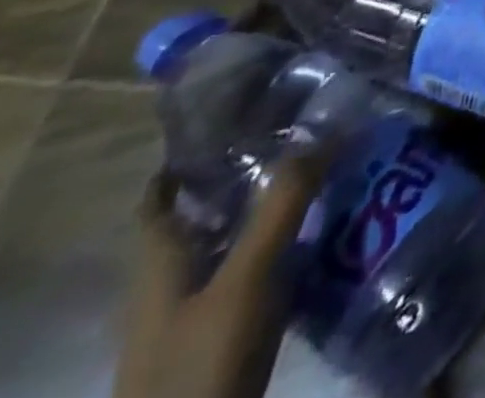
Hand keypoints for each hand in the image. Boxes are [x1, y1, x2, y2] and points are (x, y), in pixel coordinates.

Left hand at [113, 150, 328, 397]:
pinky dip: (278, 252)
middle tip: (302, 139)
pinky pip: (249, 279)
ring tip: (325, 179)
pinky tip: (318, 241)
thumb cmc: (199, 363)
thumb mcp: (245, 278)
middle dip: (244, 180)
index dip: (186, 161)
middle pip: (201, 220)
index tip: (234, 120)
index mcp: (158, 266)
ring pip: (229, 248)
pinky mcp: (216, 342)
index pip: (159, 201)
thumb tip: (325, 129)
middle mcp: (168, 286)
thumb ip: (282, 206)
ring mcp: (189, 319)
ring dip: (268, 214)